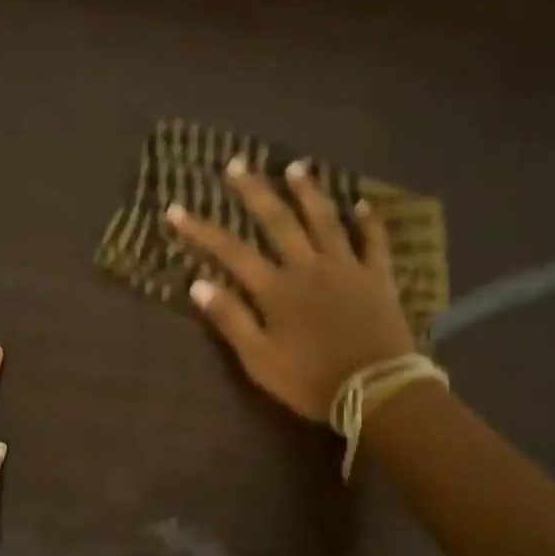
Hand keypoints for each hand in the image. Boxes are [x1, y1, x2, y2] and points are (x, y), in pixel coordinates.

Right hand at [167, 157, 415, 421]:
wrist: (376, 391)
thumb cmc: (310, 380)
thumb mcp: (259, 359)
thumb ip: (230, 319)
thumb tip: (197, 284)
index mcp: (276, 289)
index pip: (231, 252)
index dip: (201, 230)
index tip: (176, 208)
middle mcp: (309, 267)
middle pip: (279, 221)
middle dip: (255, 192)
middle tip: (238, 163)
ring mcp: (347, 268)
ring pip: (326, 221)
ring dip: (310, 192)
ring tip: (297, 167)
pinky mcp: (378, 278)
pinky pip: (374, 243)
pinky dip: (369, 222)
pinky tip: (364, 204)